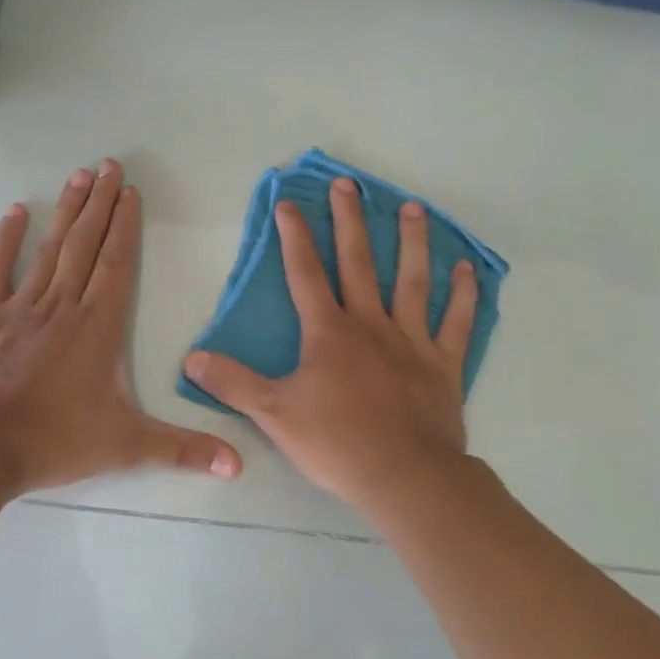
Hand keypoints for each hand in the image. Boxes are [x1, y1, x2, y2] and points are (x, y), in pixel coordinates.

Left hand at [0, 160, 242, 497]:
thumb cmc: (55, 442)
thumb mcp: (128, 446)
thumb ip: (184, 450)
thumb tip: (238, 466)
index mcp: (97, 326)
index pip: (117, 263)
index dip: (126, 226)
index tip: (131, 191)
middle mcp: (62, 306)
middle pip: (86, 244)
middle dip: (100, 203)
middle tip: (108, 165)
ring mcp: (21, 308)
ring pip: (49, 249)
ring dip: (66, 211)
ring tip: (79, 176)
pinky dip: (6, 240)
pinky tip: (15, 212)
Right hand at [184, 177, 477, 514]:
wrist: (402, 474)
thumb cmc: (336, 443)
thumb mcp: (273, 414)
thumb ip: (233, 383)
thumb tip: (191, 358)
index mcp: (329, 333)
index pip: (305, 274)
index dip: (294, 237)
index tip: (287, 202)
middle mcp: (371, 324)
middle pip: (359, 263)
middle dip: (349, 221)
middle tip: (348, 184)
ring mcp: (411, 340)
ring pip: (412, 281)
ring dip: (413, 243)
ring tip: (413, 207)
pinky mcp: (443, 363)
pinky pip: (456, 323)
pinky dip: (463, 296)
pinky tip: (467, 270)